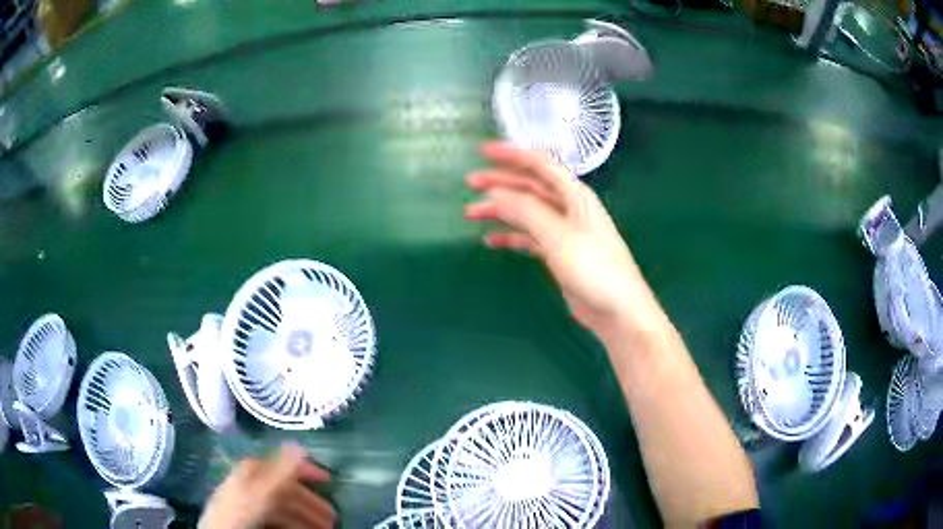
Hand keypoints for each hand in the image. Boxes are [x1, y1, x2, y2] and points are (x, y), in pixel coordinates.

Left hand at [200, 444, 334, 528]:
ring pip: (284, 506)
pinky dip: (293, 524)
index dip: (307, 469)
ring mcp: (250, 501)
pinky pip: (276, 517)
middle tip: (333, 518)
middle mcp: (251, 481)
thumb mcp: (259, 491)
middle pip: (287, 489)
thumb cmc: (239, 510)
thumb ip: (279, 470)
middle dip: (312, 504)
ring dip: (306, 517)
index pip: (284, 463)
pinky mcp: (249, 516)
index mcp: (252, 470)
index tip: (329, 480)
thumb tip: (299, 444)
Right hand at [465, 142, 668, 343]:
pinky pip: (529, 237)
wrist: (617, 310)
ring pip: (526, 212)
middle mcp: (568, 207)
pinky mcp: (559, 253)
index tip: (484, 151)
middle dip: (500, 182)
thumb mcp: (558, 236)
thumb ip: (526, 211)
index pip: (540, 164)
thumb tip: (495, 192)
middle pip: (530, 187)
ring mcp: (563, 231)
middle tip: (470, 182)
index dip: (512, 154)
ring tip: (471, 213)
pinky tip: (492, 240)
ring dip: (500, 210)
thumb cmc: (594, 268)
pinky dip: (511, 236)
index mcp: (574, 195)